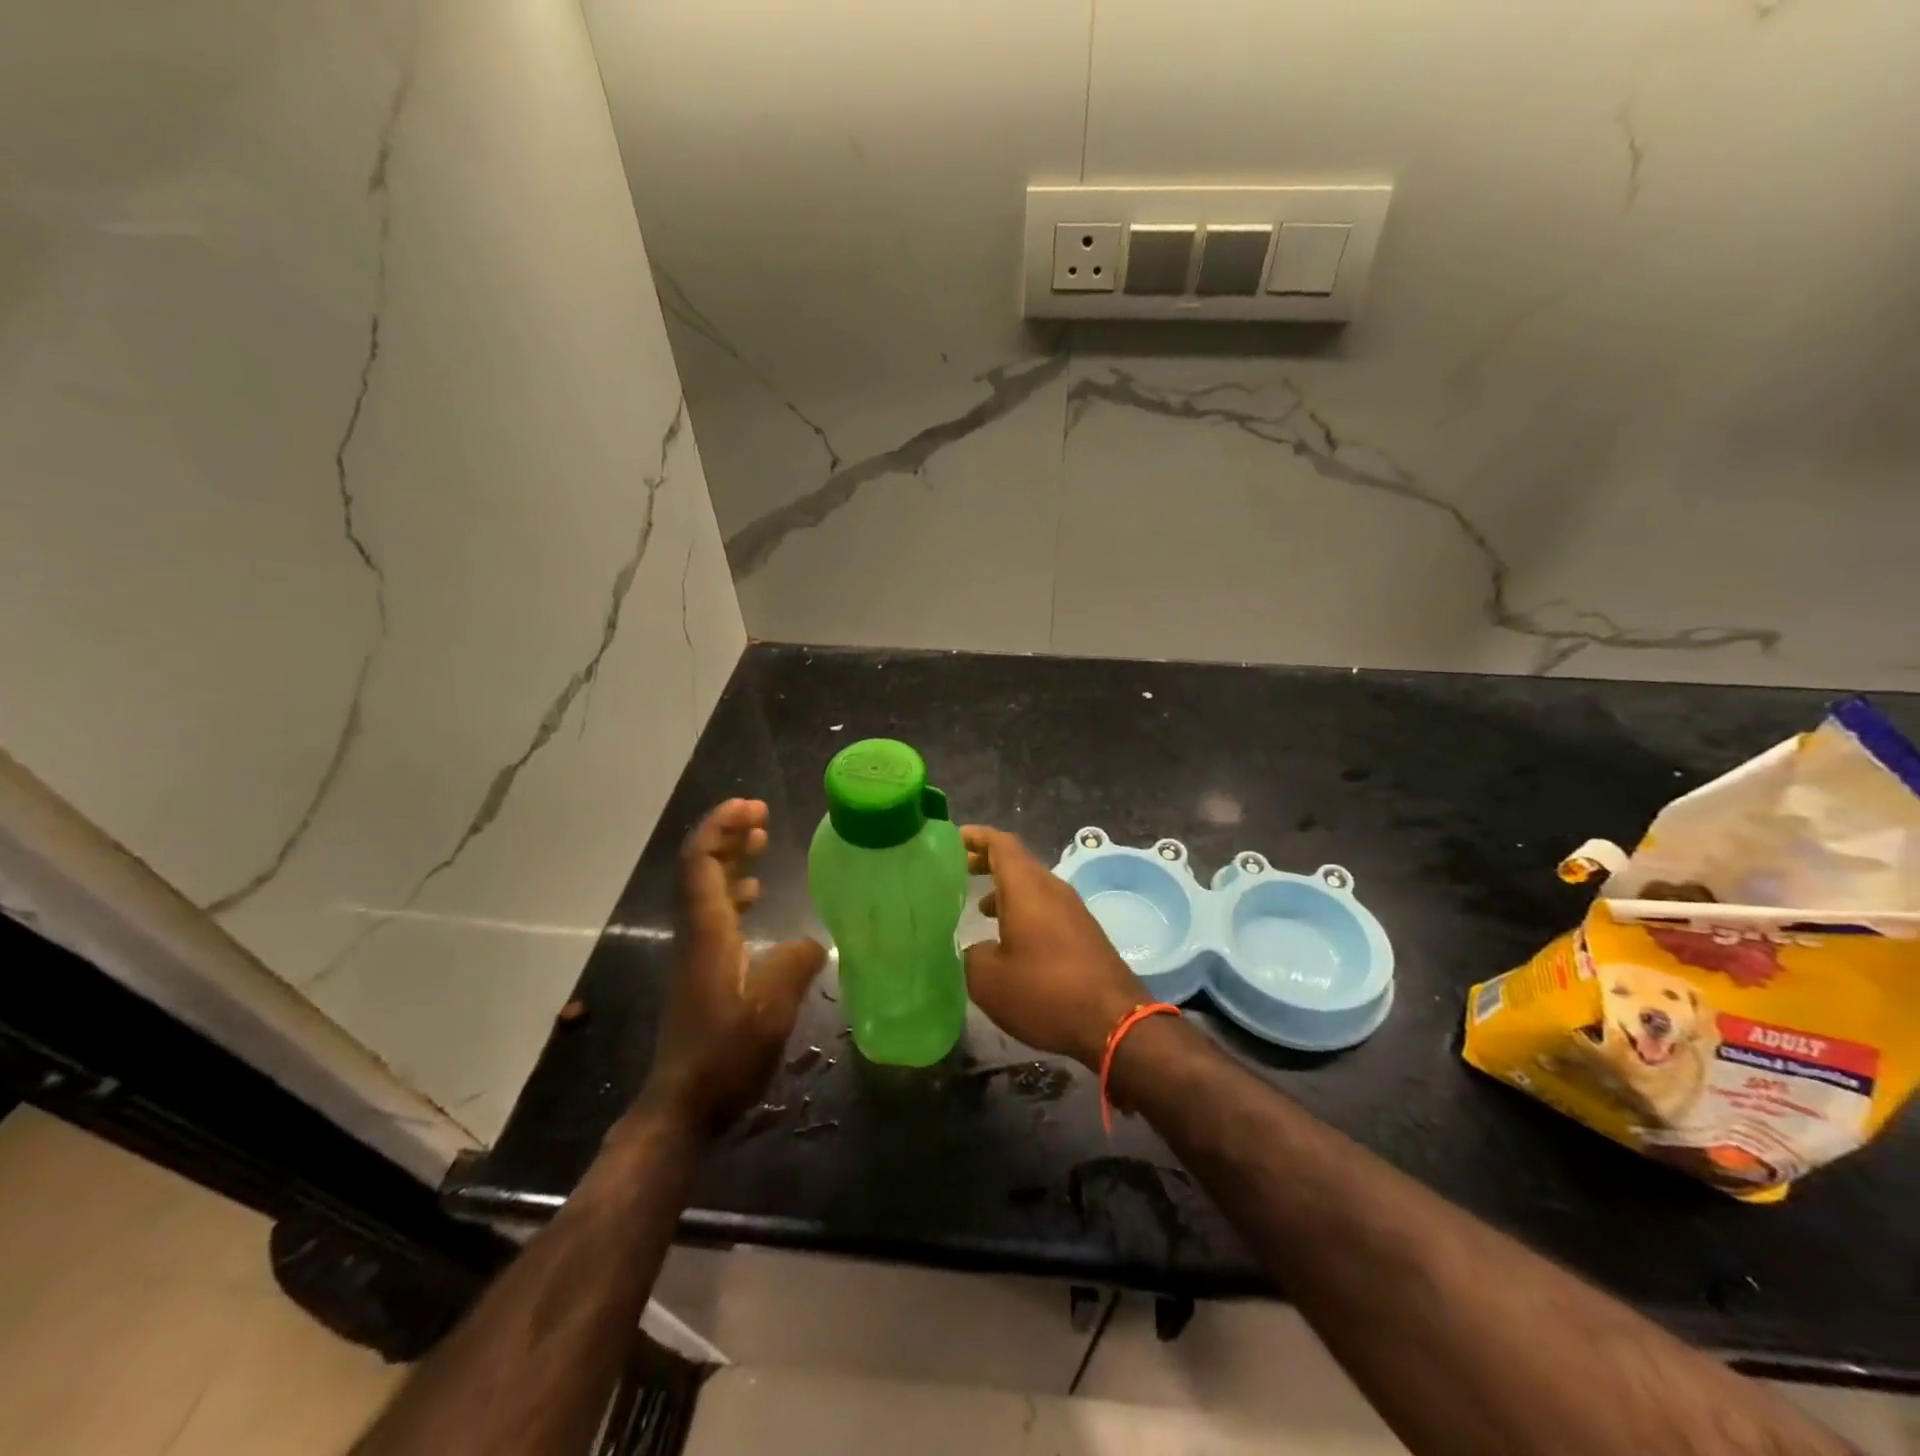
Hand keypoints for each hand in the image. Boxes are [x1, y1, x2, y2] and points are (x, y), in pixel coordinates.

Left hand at [635, 799, 825, 1138]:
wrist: (684, 1104)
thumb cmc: (726, 1055)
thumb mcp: (772, 1009)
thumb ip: (795, 965)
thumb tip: (815, 941)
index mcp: (707, 931)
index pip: (700, 861)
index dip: (720, 826)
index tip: (752, 806)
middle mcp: (696, 931)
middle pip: (699, 866)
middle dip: (726, 833)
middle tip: (762, 815)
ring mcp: (696, 949)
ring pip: (707, 887)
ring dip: (731, 857)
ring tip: (762, 839)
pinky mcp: (702, 967)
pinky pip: (715, 910)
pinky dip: (735, 889)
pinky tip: (758, 893)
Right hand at [962, 825, 1148, 1068]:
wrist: (1114, 1021)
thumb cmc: (1044, 992)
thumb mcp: (988, 980)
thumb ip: (971, 955)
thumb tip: (973, 948)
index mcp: (1026, 887)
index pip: (1000, 843)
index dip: (976, 836)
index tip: (953, 838)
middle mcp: (1052, 889)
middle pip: (1017, 861)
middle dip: (987, 862)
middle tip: (958, 870)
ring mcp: (1072, 910)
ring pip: (1032, 886)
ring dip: (1005, 890)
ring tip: (978, 907)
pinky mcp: (1084, 932)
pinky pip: (1046, 907)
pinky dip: (1023, 910)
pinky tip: (1010, 939)